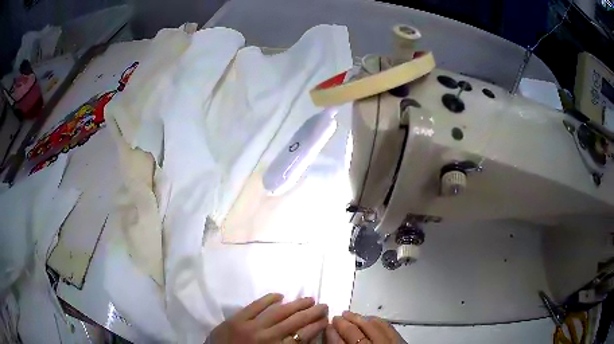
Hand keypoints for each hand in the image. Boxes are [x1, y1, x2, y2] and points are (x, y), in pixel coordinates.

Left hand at [207, 293, 328, 343]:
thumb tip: (302, 338)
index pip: (302, 337)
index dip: (316, 327)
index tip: (325, 320)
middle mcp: (266, 337)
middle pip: (294, 322)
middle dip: (311, 313)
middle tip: (323, 305)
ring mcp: (250, 326)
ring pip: (278, 312)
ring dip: (295, 304)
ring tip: (309, 299)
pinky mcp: (236, 319)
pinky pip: (255, 306)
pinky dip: (268, 299)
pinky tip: (279, 295)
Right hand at [325, 311, 404, 343]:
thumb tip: (334, 338)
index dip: (332, 334)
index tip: (327, 326)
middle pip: (354, 334)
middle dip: (344, 324)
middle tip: (336, 317)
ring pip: (372, 327)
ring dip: (359, 319)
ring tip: (350, 315)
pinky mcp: (400, 342)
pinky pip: (388, 327)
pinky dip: (377, 321)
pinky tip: (370, 318)